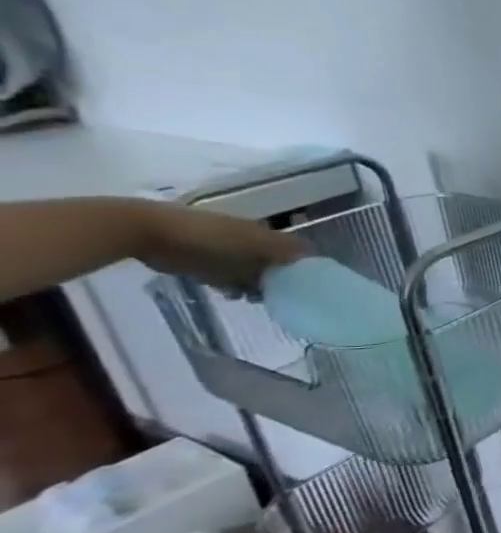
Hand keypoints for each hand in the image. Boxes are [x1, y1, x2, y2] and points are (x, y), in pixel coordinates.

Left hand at [143, 203, 307, 292]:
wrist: (149, 233)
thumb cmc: (209, 236)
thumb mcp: (254, 242)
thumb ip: (286, 250)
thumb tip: (318, 259)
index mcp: (266, 234)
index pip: (296, 251)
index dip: (306, 266)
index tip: (313, 285)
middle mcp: (252, 243)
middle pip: (277, 265)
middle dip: (284, 280)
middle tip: (287, 297)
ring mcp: (228, 255)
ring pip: (255, 274)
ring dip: (260, 287)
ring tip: (259, 299)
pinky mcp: (207, 267)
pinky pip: (231, 280)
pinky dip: (236, 289)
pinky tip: (233, 296)